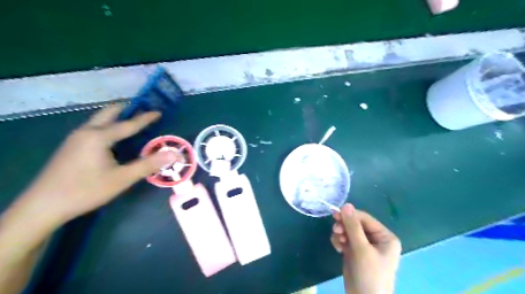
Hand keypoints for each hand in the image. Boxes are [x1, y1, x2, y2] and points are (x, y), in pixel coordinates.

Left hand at [21, 104, 175, 225]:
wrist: (43, 206)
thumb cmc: (86, 190)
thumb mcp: (122, 178)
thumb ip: (149, 164)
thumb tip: (174, 154)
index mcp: (99, 136)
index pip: (128, 124)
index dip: (145, 118)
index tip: (158, 112)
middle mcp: (86, 131)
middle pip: (109, 113)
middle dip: (127, 109)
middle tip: (143, 111)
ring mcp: (76, 138)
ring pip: (99, 120)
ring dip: (117, 118)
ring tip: (133, 122)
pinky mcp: (71, 147)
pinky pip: (94, 129)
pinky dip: (109, 127)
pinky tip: (115, 139)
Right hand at [329, 204, 400, 292]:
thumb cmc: (369, 275)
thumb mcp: (361, 249)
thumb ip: (353, 226)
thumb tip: (346, 205)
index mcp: (385, 237)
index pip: (365, 219)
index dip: (350, 215)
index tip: (335, 214)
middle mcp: (376, 239)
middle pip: (356, 224)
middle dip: (345, 226)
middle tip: (335, 229)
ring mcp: (364, 246)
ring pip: (348, 231)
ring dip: (341, 233)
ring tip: (338, 241)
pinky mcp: (354, 252)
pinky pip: (345, 239)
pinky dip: (339, 241)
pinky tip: (338, 248)